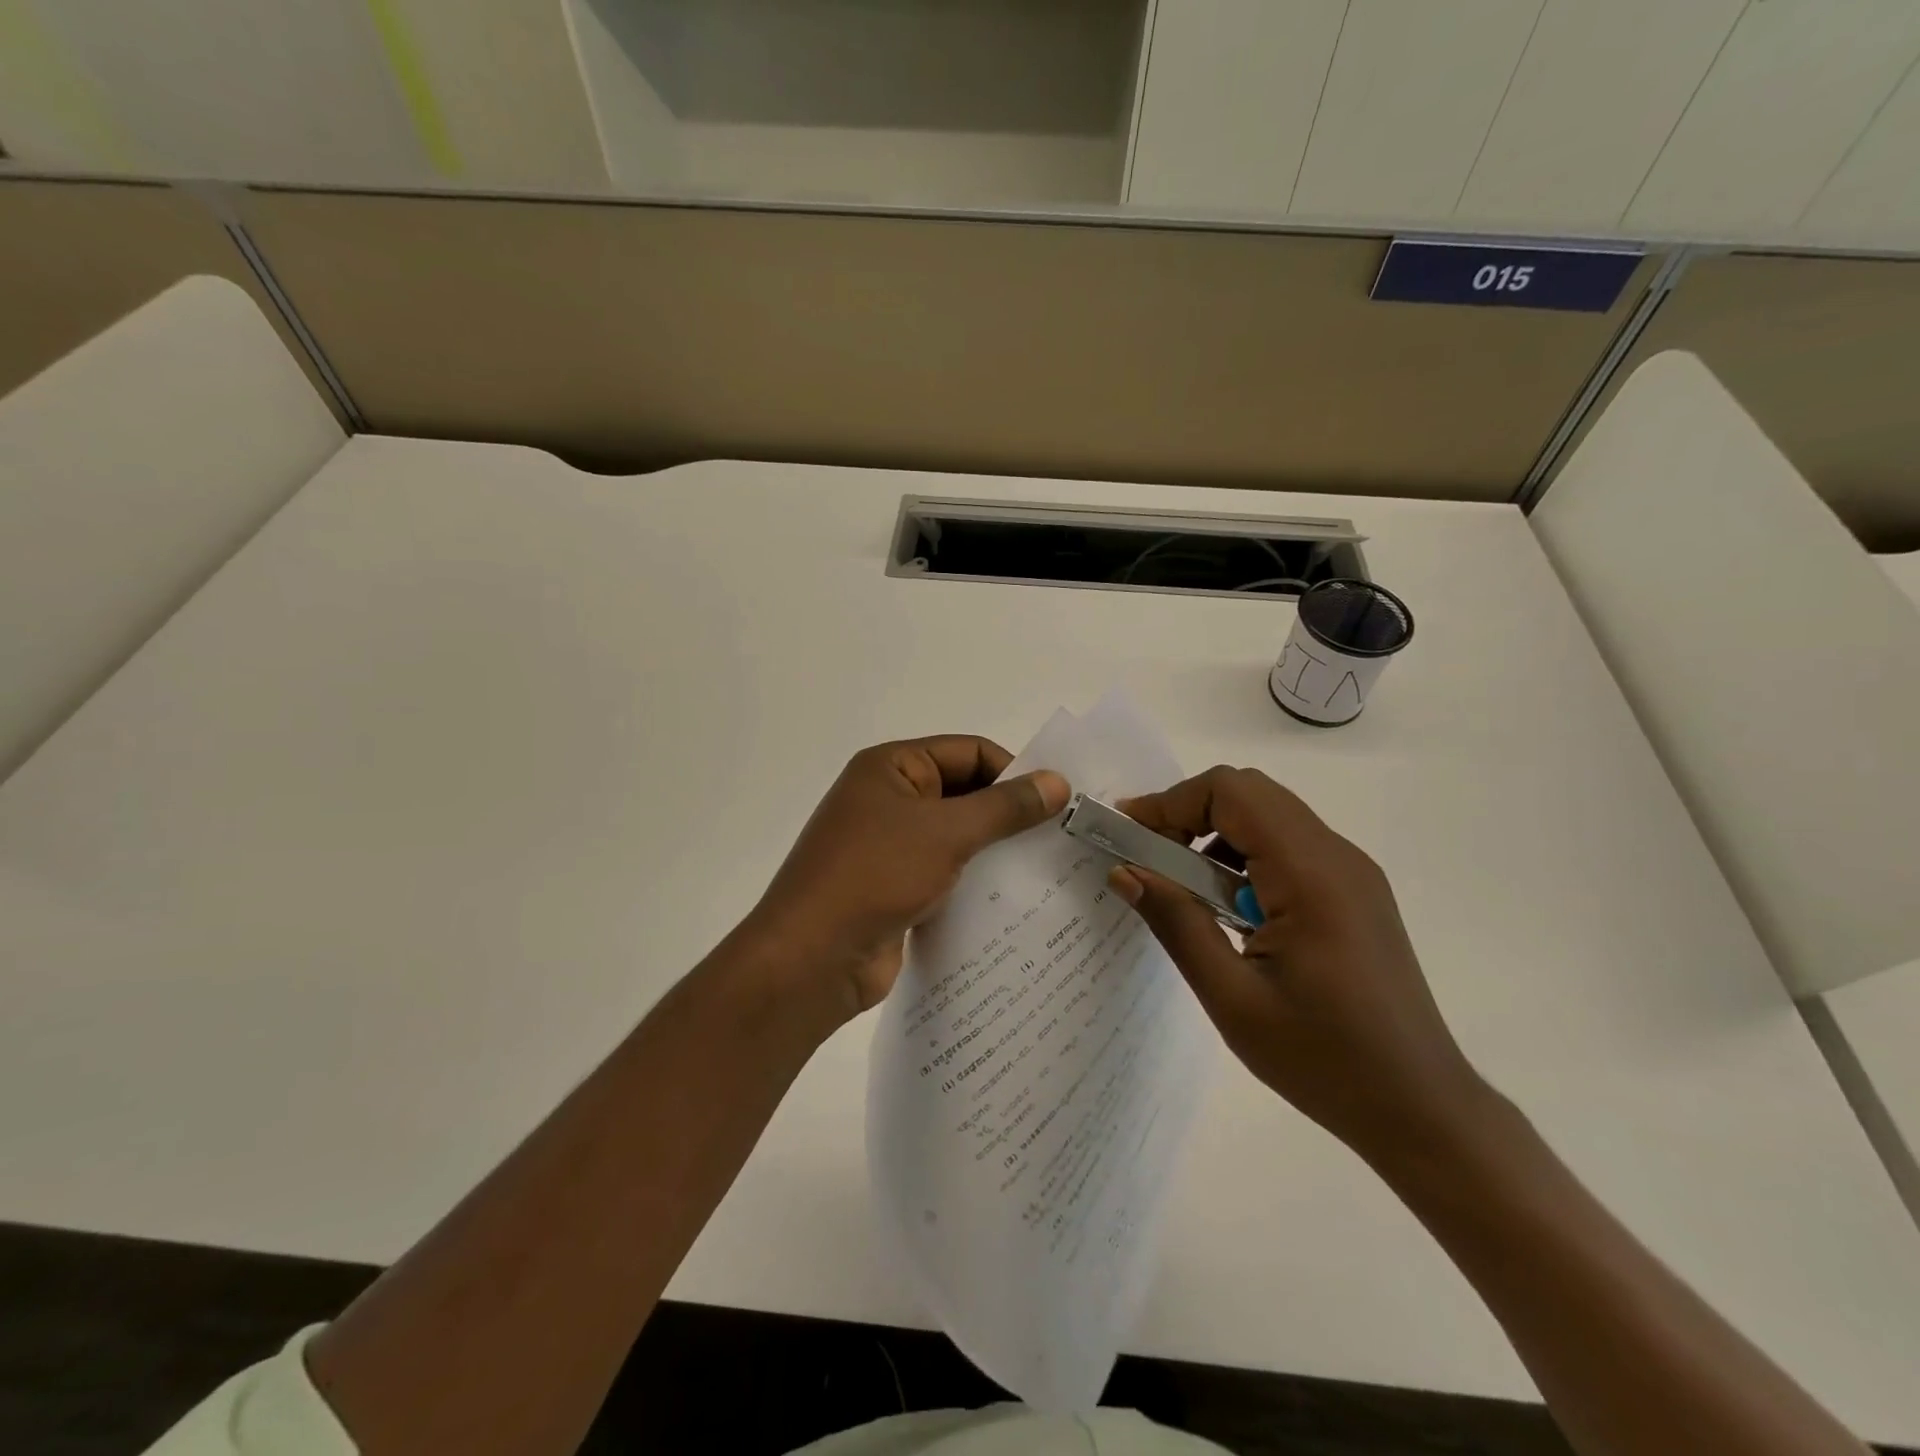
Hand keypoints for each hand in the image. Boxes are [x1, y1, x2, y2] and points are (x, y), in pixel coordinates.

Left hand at [743, 737, 1069, 1022]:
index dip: (1013, 771)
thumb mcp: (946, 833)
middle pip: (963, 792)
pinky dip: (974, 882)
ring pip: (956, 836)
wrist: (812, 959)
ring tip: (1047, 869)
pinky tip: (1013, 901)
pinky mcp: (894, 887)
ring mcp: (889, 845)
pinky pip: (944, 872)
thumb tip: (1058, 781)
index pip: (968, 752)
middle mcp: (888, 799)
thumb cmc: (876, 875)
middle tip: (1060, 836)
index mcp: (891, 767)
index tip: (1057, 803)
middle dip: (1007, 814)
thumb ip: (1004, 807)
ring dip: (994, 850)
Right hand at [1114, 766, 1488, 1165]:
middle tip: (1150, 857)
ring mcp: (1352, 872)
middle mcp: (1338, 856)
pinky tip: (1229, 908)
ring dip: (1216, 833)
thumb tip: (1124, 871)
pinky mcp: (1355, 892)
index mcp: (1310, 875)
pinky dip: (1244, 855)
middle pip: (1251, 793)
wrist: (1420, 1109)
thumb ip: (1176, 923)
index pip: (1232, 792)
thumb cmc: (1323, 1060)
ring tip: (1184, 888)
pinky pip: (1289, 845)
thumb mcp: (1232, 998)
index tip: (1128, 833)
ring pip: (1270, 815)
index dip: (1171, 801)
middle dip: (1189, 812)